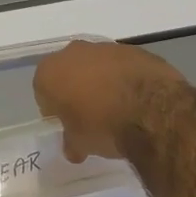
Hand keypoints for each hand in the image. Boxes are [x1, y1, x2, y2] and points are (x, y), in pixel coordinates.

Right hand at [33, 40, 188, 162]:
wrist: (152, 110)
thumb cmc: (103, 126)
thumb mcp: (80, 143)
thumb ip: (72, 142)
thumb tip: (74, 149)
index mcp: (50, 72)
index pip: (43, 91)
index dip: (54, 110)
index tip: (67, 125)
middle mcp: (73, 52)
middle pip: (69, 73)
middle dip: (76, 90)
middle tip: (89, 116)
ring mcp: (106, 47)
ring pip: (97, 66)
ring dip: (102, 82)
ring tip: (117, 109)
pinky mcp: (135, 50)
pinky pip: (122, 66)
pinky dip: (125, 79)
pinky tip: (136, 100)